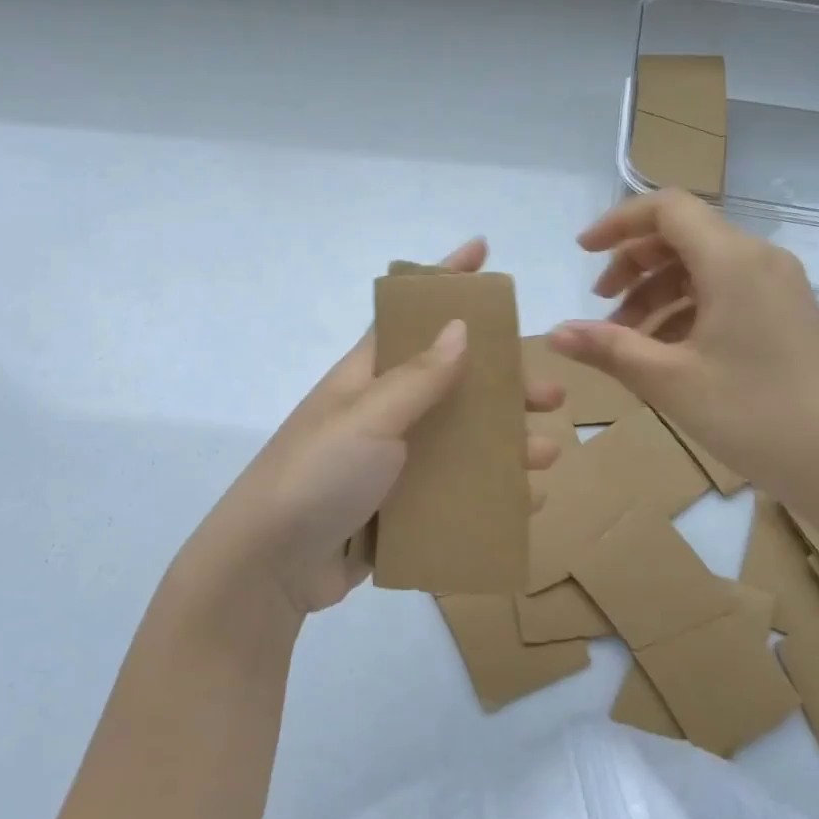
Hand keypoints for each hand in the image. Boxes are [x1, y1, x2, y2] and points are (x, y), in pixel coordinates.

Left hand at [194, 237, 563, 617]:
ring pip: (462, 440)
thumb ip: (417, 376)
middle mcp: (384, 412)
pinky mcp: (400, 507)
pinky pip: (455, 489)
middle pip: (453, 384)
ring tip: (547, 453)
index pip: (410, 315)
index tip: (481, 250)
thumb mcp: (368, 417)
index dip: (444, 280)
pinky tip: (525, 500)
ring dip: (506, 443)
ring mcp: (393, 462)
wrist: (269, 567)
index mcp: (367, 377)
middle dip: (503, 384)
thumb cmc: (316, 475)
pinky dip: (490, 491)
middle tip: (549, 394)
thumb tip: (459, 325)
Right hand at [549, 190, 818, 492]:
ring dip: (657, 292)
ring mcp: (777, 285)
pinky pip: (725, 291)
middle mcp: (758, 259)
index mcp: (732, 260)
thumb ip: (608, 348)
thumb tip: (555, 332)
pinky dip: (687, 309)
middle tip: (601, 306)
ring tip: (625, 339)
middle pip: (683, 235)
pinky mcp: (784, 313)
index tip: (583, 253)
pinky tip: (665, 350)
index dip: (618, 223)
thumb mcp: (669, 380)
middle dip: (633, 264)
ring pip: (702, 266)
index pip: (667, 208)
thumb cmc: (752, 414)